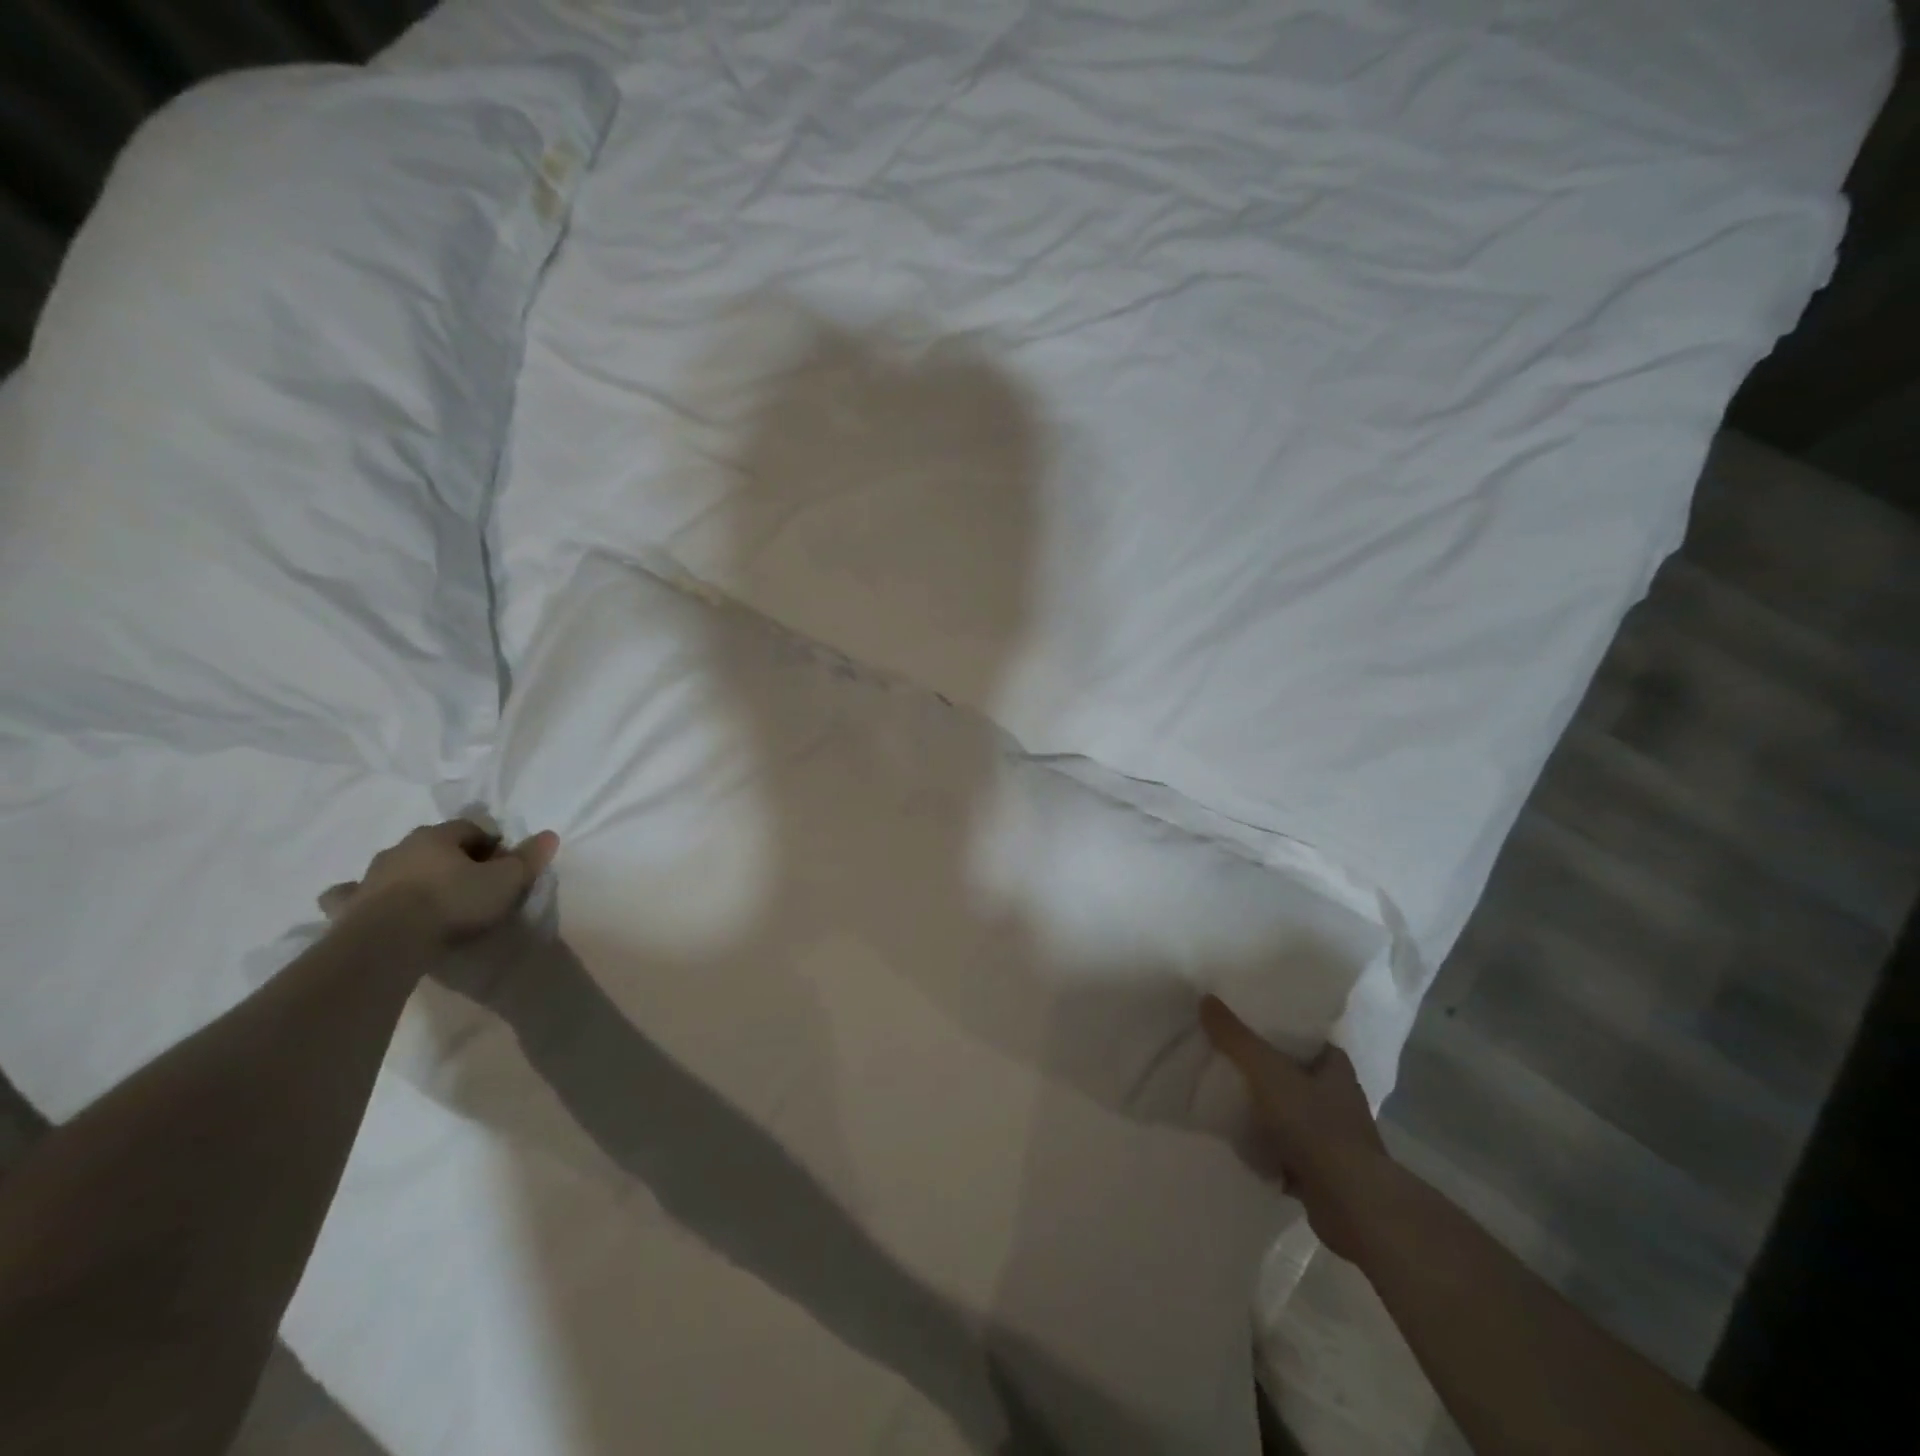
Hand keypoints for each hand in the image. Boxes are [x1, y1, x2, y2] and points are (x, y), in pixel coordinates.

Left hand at [320, 820, 559, 945]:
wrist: (390, 940)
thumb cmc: (454, 902)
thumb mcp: (506, 881)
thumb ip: (528, 858)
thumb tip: (549, 835)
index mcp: (439, 837)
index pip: (471, 828)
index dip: (491, 844)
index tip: (503, 866)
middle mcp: (402, 848)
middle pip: (434, 845)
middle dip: (452, 857)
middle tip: (471, 882)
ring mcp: (370, 876)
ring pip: (394, 866)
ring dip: (410, 874)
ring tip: (427, 897)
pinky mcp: (348, 905)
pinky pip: (351, 894)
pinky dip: (359, 896)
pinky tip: (367, 905)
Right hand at [1200, 994, 1390, 1261]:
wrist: (1350, 1204)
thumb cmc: (1315, 1126)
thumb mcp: (1267, 1071)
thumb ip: (1236, 1037)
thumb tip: (1206, 998)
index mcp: (1336, 1070)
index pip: (1307, 1040)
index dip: (1279, 1032)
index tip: (1247, 1026)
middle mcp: (1339, 1101)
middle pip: (1294, 1077)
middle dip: (1265, 1073)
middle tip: (1225, 1059)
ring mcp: (1332, 1141)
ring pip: (1289, 1116)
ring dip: (1263, 1114)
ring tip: (1222, 1099)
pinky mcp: (1321, 1174)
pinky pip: (1285, 1153)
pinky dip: (1264, 1151)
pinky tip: (1236, 1144)